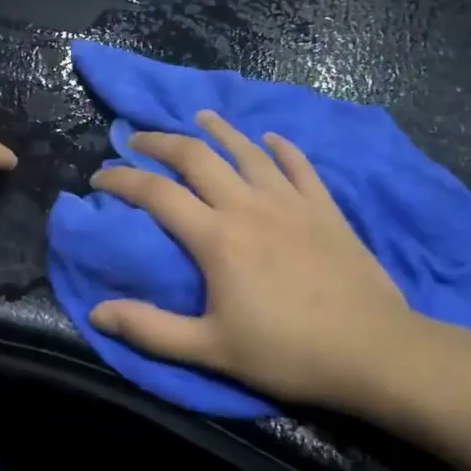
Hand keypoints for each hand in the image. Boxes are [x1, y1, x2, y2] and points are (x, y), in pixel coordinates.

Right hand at [88, 111, 425, 405]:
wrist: (374, 351)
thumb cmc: (287, 353)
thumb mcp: (211, 349)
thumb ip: (151, 329)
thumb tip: (96, 313)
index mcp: (216, 237)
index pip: (156, 193)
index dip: (122, 179)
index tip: (99, 176)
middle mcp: (248, 205)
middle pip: (196, 156)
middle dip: (160, 142)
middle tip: (137, 139)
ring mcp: (290, 201)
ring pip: (247, 150)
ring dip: (218, 130)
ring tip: (198, 118)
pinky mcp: (324, 207)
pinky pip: (299, 165)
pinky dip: (281, 147)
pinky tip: (270, 138)